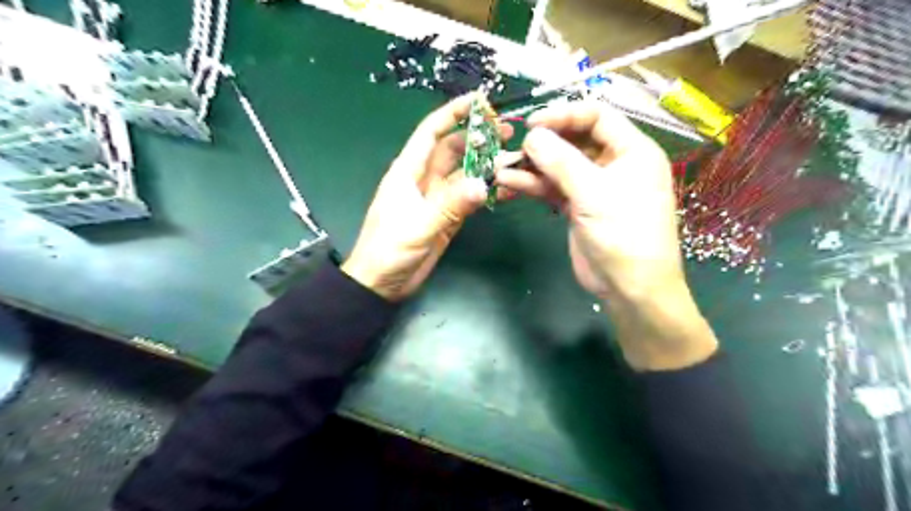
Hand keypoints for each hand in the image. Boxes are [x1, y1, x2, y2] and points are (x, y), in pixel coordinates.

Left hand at [341, 95, 511, 301]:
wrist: (382, 284)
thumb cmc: (388, 251)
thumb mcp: (417, 227)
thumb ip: (449, 207)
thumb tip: (483, 185)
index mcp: (408, 172)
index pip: (432, 132)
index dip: (454, 113)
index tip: (481, 101)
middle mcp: (424, 179)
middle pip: (454, 150)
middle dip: (479, 138)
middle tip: (509, 132)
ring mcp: (438, 199)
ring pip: (466, 173)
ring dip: (487, 165)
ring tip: (515, 158)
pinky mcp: (448, 217)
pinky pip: (470, 198)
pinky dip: (487, 191)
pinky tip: (507, 188)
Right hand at [495, 99, 714, 370]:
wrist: (630, 288)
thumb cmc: (624, 234)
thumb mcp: (594, 193)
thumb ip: (561, 162)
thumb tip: (532, 136)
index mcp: (631, 150)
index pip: (597, 116)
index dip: (564, 115)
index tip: (532, 124)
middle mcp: (613, 163)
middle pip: (573, 140)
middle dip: (542, 144)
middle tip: (512, 148)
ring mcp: (592, 186)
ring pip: (558, 166)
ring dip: (530, 167)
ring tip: (500, 169)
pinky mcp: (577, 206)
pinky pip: (552, 188)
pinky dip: (532, 185)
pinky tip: (508, 184)